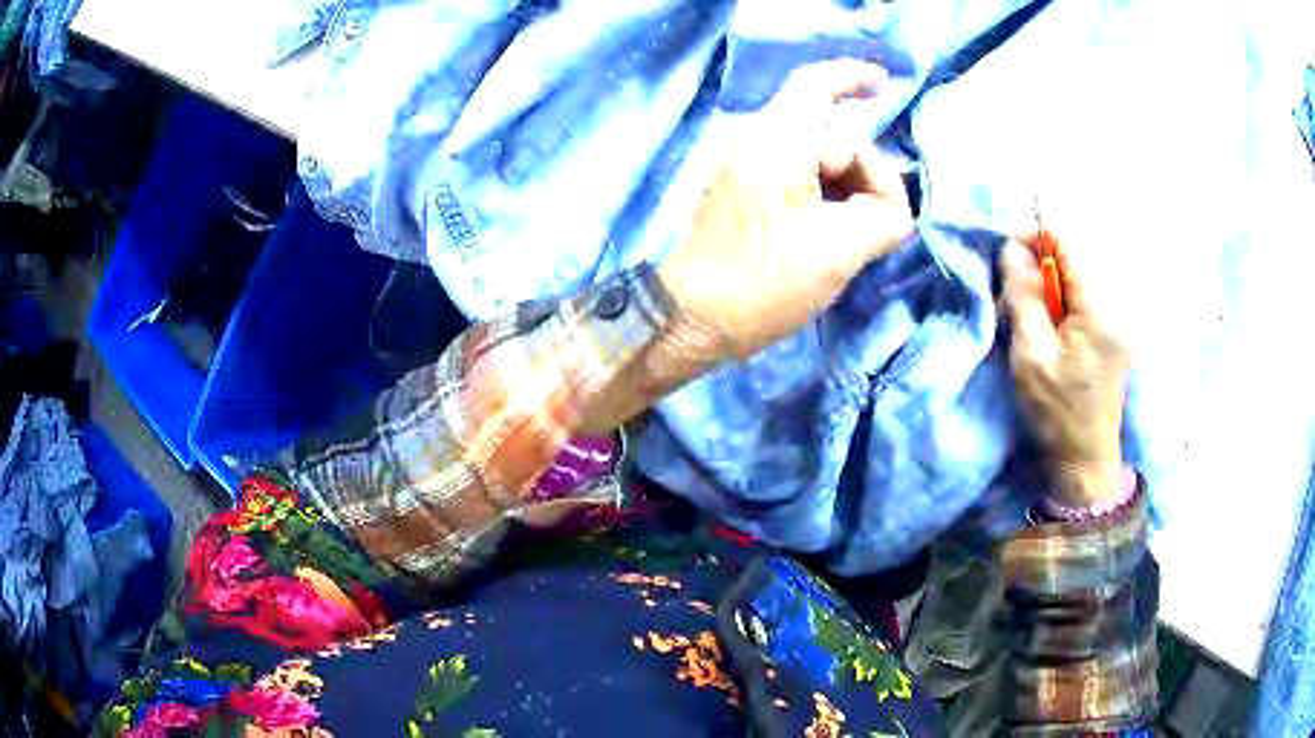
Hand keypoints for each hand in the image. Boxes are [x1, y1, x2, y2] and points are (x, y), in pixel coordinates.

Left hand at [657, 59, 913, 362]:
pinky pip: (793, 164)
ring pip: (811, 145)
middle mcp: (755, 136)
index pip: (819, 87)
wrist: (693, 317)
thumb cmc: (764, 282)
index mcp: (778, 139)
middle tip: (873, 217)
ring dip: (842, 177)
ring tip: (852, 231)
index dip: (855, 77)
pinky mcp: (738, 184)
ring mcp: (742, 159)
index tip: (885, 84)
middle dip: (859, 162)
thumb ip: (884, 215)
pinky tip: (830, 225)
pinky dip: (822, 185)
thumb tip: (891, 206)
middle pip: (824, 121)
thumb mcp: (842, 249)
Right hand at [1000, 236, 1130, 507]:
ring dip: (1048, 287)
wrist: (1084, 460)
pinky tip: (1047, 327)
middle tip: (1013, 293)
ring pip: (1076, 281)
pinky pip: (1083, 300)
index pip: (1067, 246)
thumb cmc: (1056, 412)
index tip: (1006, 253)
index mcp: (1100, 310)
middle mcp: (1116, 306)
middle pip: (1073, 261)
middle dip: (1039, 267)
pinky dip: (1060, 304)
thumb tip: (1012, 249)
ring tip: (1027, 314)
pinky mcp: (1114, 334)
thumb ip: (1023, 296)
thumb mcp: (1031, 354)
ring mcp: (1118, 321)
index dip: (1034, 239)